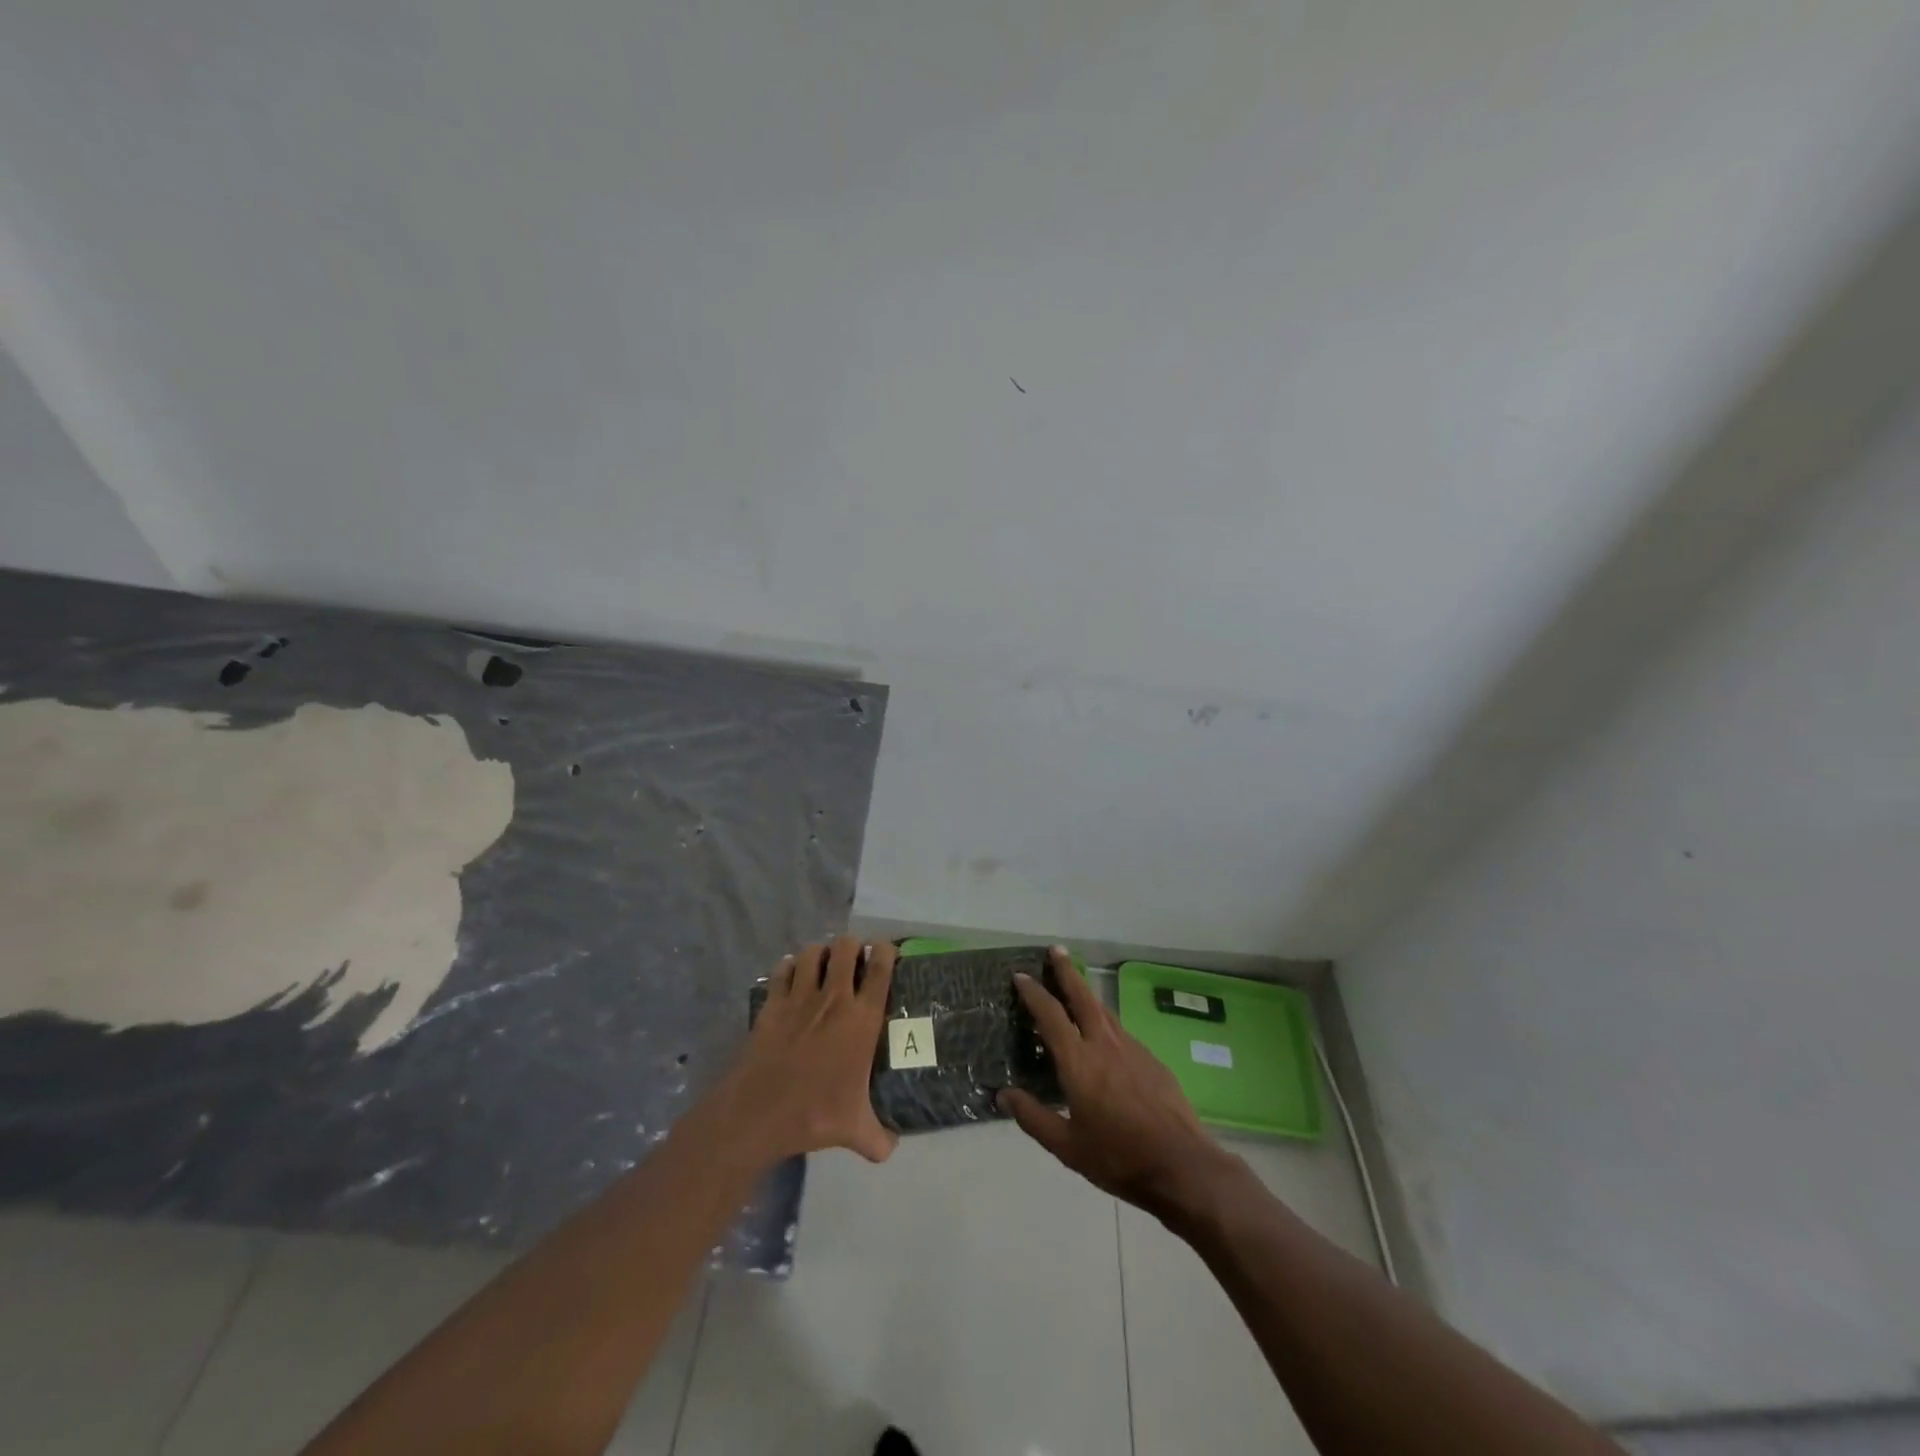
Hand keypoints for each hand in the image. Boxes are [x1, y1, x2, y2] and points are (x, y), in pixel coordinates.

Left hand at [716, 935, 897, 1165]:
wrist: (758, 1113)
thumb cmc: (814, 1114)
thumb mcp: (854, 1130)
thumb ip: (878, 1138)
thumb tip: (891, 1149)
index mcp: (862, 1020)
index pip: (881, 968)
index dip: (886, 952)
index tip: (887, 953)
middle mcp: (834, 998)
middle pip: (846, 947)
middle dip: (853, 946)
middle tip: (855, 959)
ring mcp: (800, 997)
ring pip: (813, 952)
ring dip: (821, 953)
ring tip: (824, 964)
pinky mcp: (772, 1003)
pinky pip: (783, 970)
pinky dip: (789, 968)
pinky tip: (792, 978)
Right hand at [999, 947, 1234, 1219]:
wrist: (1181, 1165)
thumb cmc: (1119, 1157)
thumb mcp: (1068, 1147)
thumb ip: (1033, 1118)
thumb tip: (1003, 1095)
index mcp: (1078, 1062)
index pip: (1050, 1016)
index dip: (1034, 993)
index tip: (1020, 975)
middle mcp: (1104, 1044)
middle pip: (1082, 997)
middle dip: (1066, 971)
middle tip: (1055, 950)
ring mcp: (1132, 1048)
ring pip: (1103, 1010)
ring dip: (1086, 993)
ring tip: (1075, 985)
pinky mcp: (1151, 1059)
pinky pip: (1120, 1030)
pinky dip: (1105, 1021)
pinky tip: (1103, 1035)